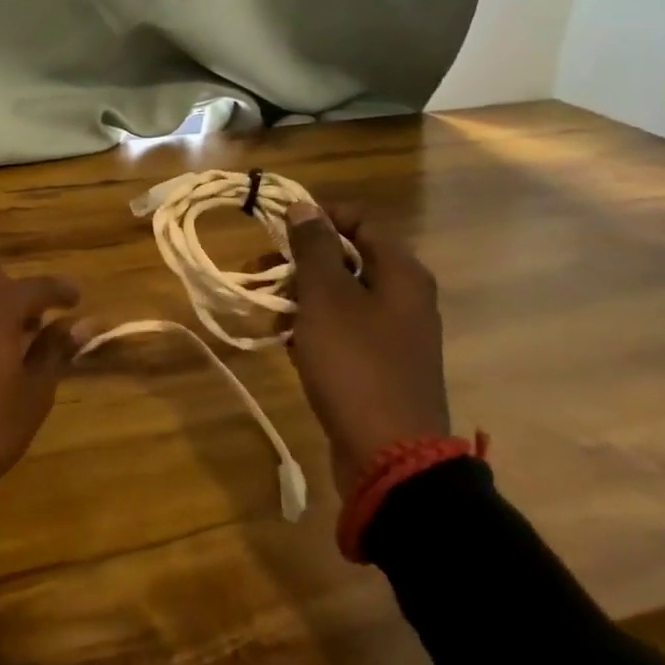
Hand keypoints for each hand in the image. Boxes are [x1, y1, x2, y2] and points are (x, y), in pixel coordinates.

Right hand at [286, 203, 449, 498]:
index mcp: (401, 273)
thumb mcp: (327, 298)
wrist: (391, 456)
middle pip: (346, 258)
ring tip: (267, 311)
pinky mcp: (379, 364)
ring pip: (339, 296)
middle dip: (299, 261)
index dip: (317, 216)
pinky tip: (286, 342)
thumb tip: (304, 207)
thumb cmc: (356, 364)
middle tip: (259, 272)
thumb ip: (314, 247)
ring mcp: (394, 333)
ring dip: (300, 296)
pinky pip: (342, 329)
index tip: (274, 227)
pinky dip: (313, 328)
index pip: (359, 220)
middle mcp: (404, 297)